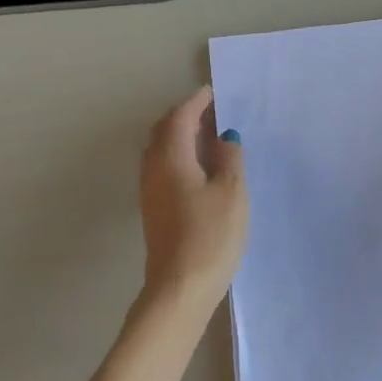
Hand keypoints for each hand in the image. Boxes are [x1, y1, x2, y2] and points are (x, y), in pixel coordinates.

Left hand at [139, 86, 247, 311]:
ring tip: (211, 137)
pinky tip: (202, 168)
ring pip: (162, 150)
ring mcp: (151, 191)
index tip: (215, 92)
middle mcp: (153, 169)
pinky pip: (164, 168)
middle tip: (214, 112)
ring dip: (183, 137)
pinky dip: (181, 156)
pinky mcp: (155, 209)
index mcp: (171, 158)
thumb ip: (229, 159)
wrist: (180, 288)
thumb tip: (224, 136)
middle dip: (187, 116)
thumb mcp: (231, 192)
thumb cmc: (210, 236)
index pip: (180, 118)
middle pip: (165, 131)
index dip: (197, 102)